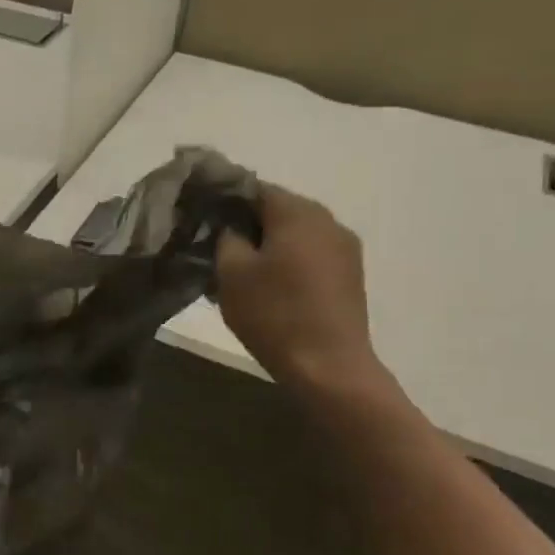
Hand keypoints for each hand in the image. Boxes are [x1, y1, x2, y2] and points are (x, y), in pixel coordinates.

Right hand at [216, 183, 389, 396]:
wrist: (328, 367)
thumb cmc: (274, 314)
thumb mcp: (231, 273)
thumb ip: (226, 238)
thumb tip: (232, 227)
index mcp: (297, 211)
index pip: (253, 187)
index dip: (224, 200)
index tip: (203, 219)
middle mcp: (327, 220)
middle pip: (278, 209)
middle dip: (247, 224)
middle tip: (217, 249)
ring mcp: (345, 248)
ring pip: (296, 234)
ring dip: (269, 246)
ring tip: (243, 273)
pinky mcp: (351, 275)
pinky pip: (312, 255)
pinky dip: (289, 263)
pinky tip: (272, 288)